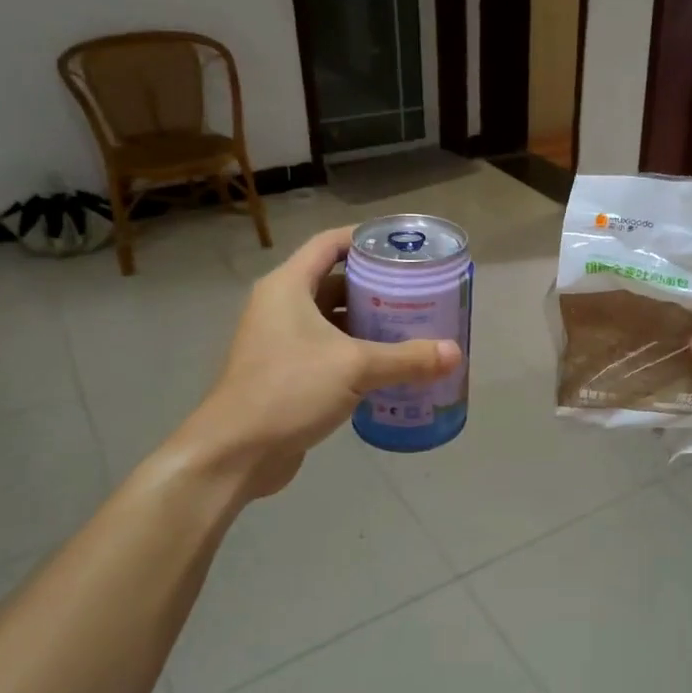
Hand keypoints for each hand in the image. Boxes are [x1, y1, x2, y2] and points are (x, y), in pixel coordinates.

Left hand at [172, 227, 460, 505]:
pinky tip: (391, 365)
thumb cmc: (288, 390)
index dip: (365, 239)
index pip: (329, 244)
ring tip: (414, 326)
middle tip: (419, 291)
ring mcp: (282, 342)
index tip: (402, 247)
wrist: (235, 453)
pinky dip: (358, 352)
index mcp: (288, 287)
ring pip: (334, 320)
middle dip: (377, 286)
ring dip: (370, 322)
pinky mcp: (288, 373)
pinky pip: (330, 351)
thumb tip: (456, 353)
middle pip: (335, 281)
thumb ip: (407, 358)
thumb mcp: (354, 368)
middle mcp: (281, 307)